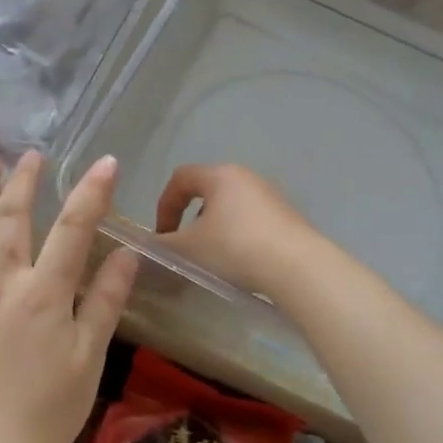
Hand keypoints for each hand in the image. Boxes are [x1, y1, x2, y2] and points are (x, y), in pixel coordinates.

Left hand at [0, 151, 136, 442]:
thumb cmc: (49, 409)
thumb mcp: (89, 357)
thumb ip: (105, 301)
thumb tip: (127, 254)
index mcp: (45, 294)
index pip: (73, 229)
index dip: (91, 192)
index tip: (105, 162)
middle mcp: (2, 284)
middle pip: (12, 217)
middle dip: (24, 181)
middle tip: (32, 155)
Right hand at [153, 163, 322, 298]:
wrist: (297, 267)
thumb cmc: (234, 248)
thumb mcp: (188, 249)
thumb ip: (161, 245)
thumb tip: (145, 246)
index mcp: (219, 175)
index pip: (180, 178)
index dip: (164, 205)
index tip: (163, 235)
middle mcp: (246, 177)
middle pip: (207, 191)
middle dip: (190, 219)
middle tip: (186, 247)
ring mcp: (270, 195)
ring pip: (230, 207)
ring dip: (214, 229)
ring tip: (213, 259)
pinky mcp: (287, 216)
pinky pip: (252, 220)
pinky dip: (238, 236)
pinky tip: (241, 262)